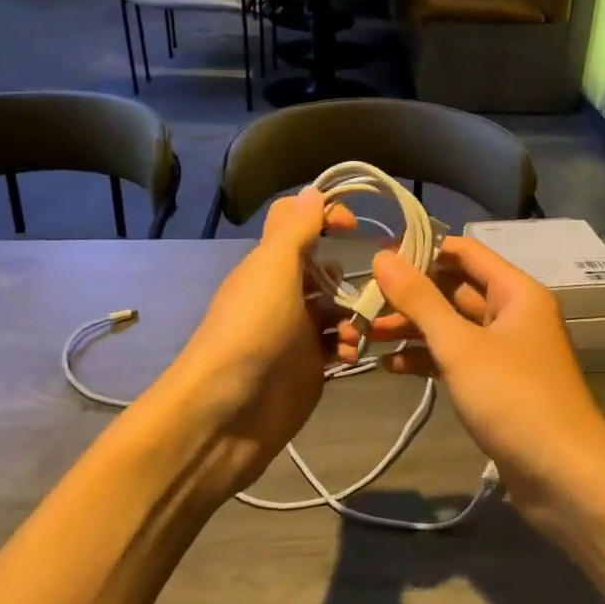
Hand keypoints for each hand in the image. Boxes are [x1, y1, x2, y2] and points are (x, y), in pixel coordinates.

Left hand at [157, 189, 353, 497]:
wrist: (227, 413)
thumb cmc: (252, 330)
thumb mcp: (274, 270)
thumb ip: (296, 230)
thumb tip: (313, 191)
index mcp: (271, 264)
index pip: (298, 223)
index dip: (326, 215)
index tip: (356, 226)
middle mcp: (283, 293)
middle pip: (325, 269)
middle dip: (350, 275)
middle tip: (377, 286)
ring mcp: (296, 332)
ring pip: (337, 309)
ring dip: (355, 315)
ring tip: (359, 332)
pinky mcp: (308, 367)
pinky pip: (338, 345)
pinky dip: (349, 346)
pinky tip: (351, 356)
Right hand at [339, 236, 604, 527]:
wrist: (564, 477)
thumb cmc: (513, 398)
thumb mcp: (460, 345)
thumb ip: (420, 299)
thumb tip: (383, 256)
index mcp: (515, 292)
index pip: (465, 252)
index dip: (422, 251)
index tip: (378, 260)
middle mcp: (513, 314)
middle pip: (455, 290)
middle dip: (410, 296)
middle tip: (362, 303)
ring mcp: (506, 351)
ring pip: (453, 327)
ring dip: (413, 329)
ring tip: (366, 335)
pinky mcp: (497, 385)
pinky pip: (457, 359)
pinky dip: (427, 360)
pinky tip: (390, 367)